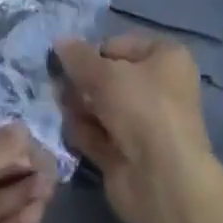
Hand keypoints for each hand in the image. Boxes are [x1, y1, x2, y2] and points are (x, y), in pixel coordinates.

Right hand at [55, 35, 217, 222]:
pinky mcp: (128, 155)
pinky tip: (66, 127)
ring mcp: (144, 124)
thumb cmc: (141, 108)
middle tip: (56, 82)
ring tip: (59, 103)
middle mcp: (158, 88)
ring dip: (79, 104)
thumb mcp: (104, 73)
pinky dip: (82, 130)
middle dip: (82, 80)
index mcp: (166, 58)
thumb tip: (59, 42)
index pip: (121, 45)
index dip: (94, 51)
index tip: (71, 60)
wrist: (161, 181)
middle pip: (110, 77)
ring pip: (103, 106)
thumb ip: (78, 57)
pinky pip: (99, 135)